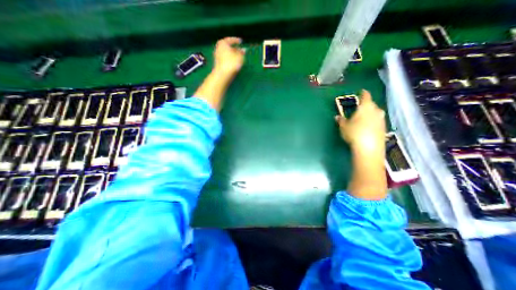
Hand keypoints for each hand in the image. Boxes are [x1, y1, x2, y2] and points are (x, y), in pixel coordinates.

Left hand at [214, 37, 245, 77]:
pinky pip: (225, 59)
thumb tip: (243, 50)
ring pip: (226, 53)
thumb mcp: (240, 57)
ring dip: (232, 55)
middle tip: (240, 50)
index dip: (236, 40)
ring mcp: (217, 56)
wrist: (223, 75)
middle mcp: (218, 48)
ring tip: (238, 58)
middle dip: (234, 49)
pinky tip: (234, 63)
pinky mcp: (218, 64)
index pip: (230, 40)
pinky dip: (230, 60)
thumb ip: (242, 52)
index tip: (241, 41)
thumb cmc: (231, 63)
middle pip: (228, 47)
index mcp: (223, 43)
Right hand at [337, 90, 383, 153]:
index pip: (365, 96)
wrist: (369, 148)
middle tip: (358, 109)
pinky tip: (366, 128)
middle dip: (365, 106)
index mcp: (365, 107)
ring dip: (369, 114)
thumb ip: (341, 120)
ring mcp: (382, 119)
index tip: (361, 92)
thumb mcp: (344, 126)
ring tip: (362, 119)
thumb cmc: (354, 133)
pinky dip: (372, 122)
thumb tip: (337, 116)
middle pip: (371, 105)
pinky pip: (377, 121)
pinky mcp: (384, 128)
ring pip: (375, 113)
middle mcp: (376, 110)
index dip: (363, 93)